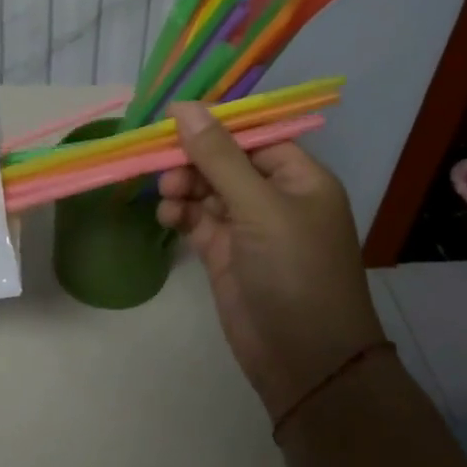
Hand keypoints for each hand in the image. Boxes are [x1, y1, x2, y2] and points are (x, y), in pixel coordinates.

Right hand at [157, 102, 385, 423]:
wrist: (304, 361)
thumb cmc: (294, 272)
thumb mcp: (259, 207)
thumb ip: (219, 157)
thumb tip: (184, 106)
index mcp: (299, 178)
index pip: (253, 136)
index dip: (214, 126)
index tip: (172, 119)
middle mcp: (275, 198)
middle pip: (225, 161)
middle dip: (193, 160)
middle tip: (162, 167)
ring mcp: (249, 228)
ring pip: (208, 190)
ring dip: (184, 187)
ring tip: (167, 195)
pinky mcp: (226, 255)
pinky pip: (198, 221)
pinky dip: (181, 215)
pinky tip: (167, 217)